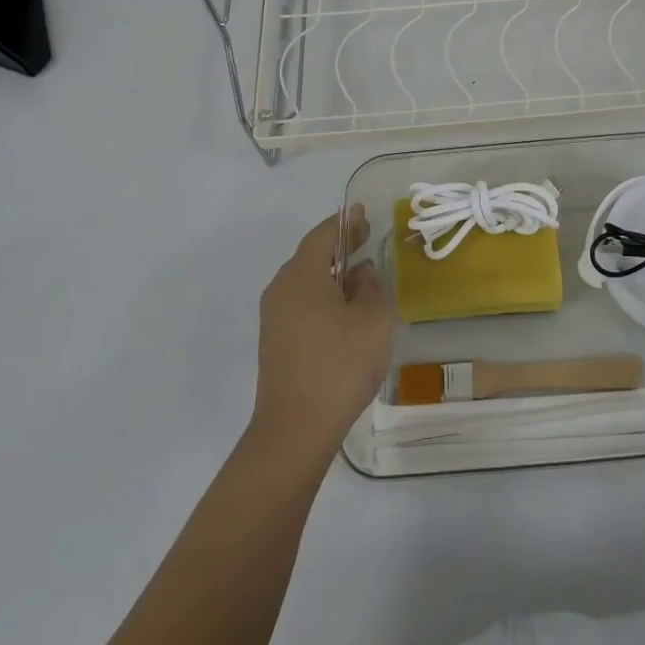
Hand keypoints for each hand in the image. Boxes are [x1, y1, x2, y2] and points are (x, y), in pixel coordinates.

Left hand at [250, 207, 391, 463]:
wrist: (296, 428)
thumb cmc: (339, 364)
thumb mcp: (372, 319)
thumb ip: (370, 286)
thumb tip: (359, 272)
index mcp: (302, 275)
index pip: (323, 235)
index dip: (345, 223)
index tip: (364, 215)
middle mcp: (280, 289)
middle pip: (310, 257)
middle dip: (338, 248)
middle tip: (366, 242)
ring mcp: (273, 317)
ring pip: (304, 283)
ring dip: (331, 275)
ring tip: (360, 279)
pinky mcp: (274, 342)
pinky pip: (300, 304)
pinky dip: (322, 297)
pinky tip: (343, 313)